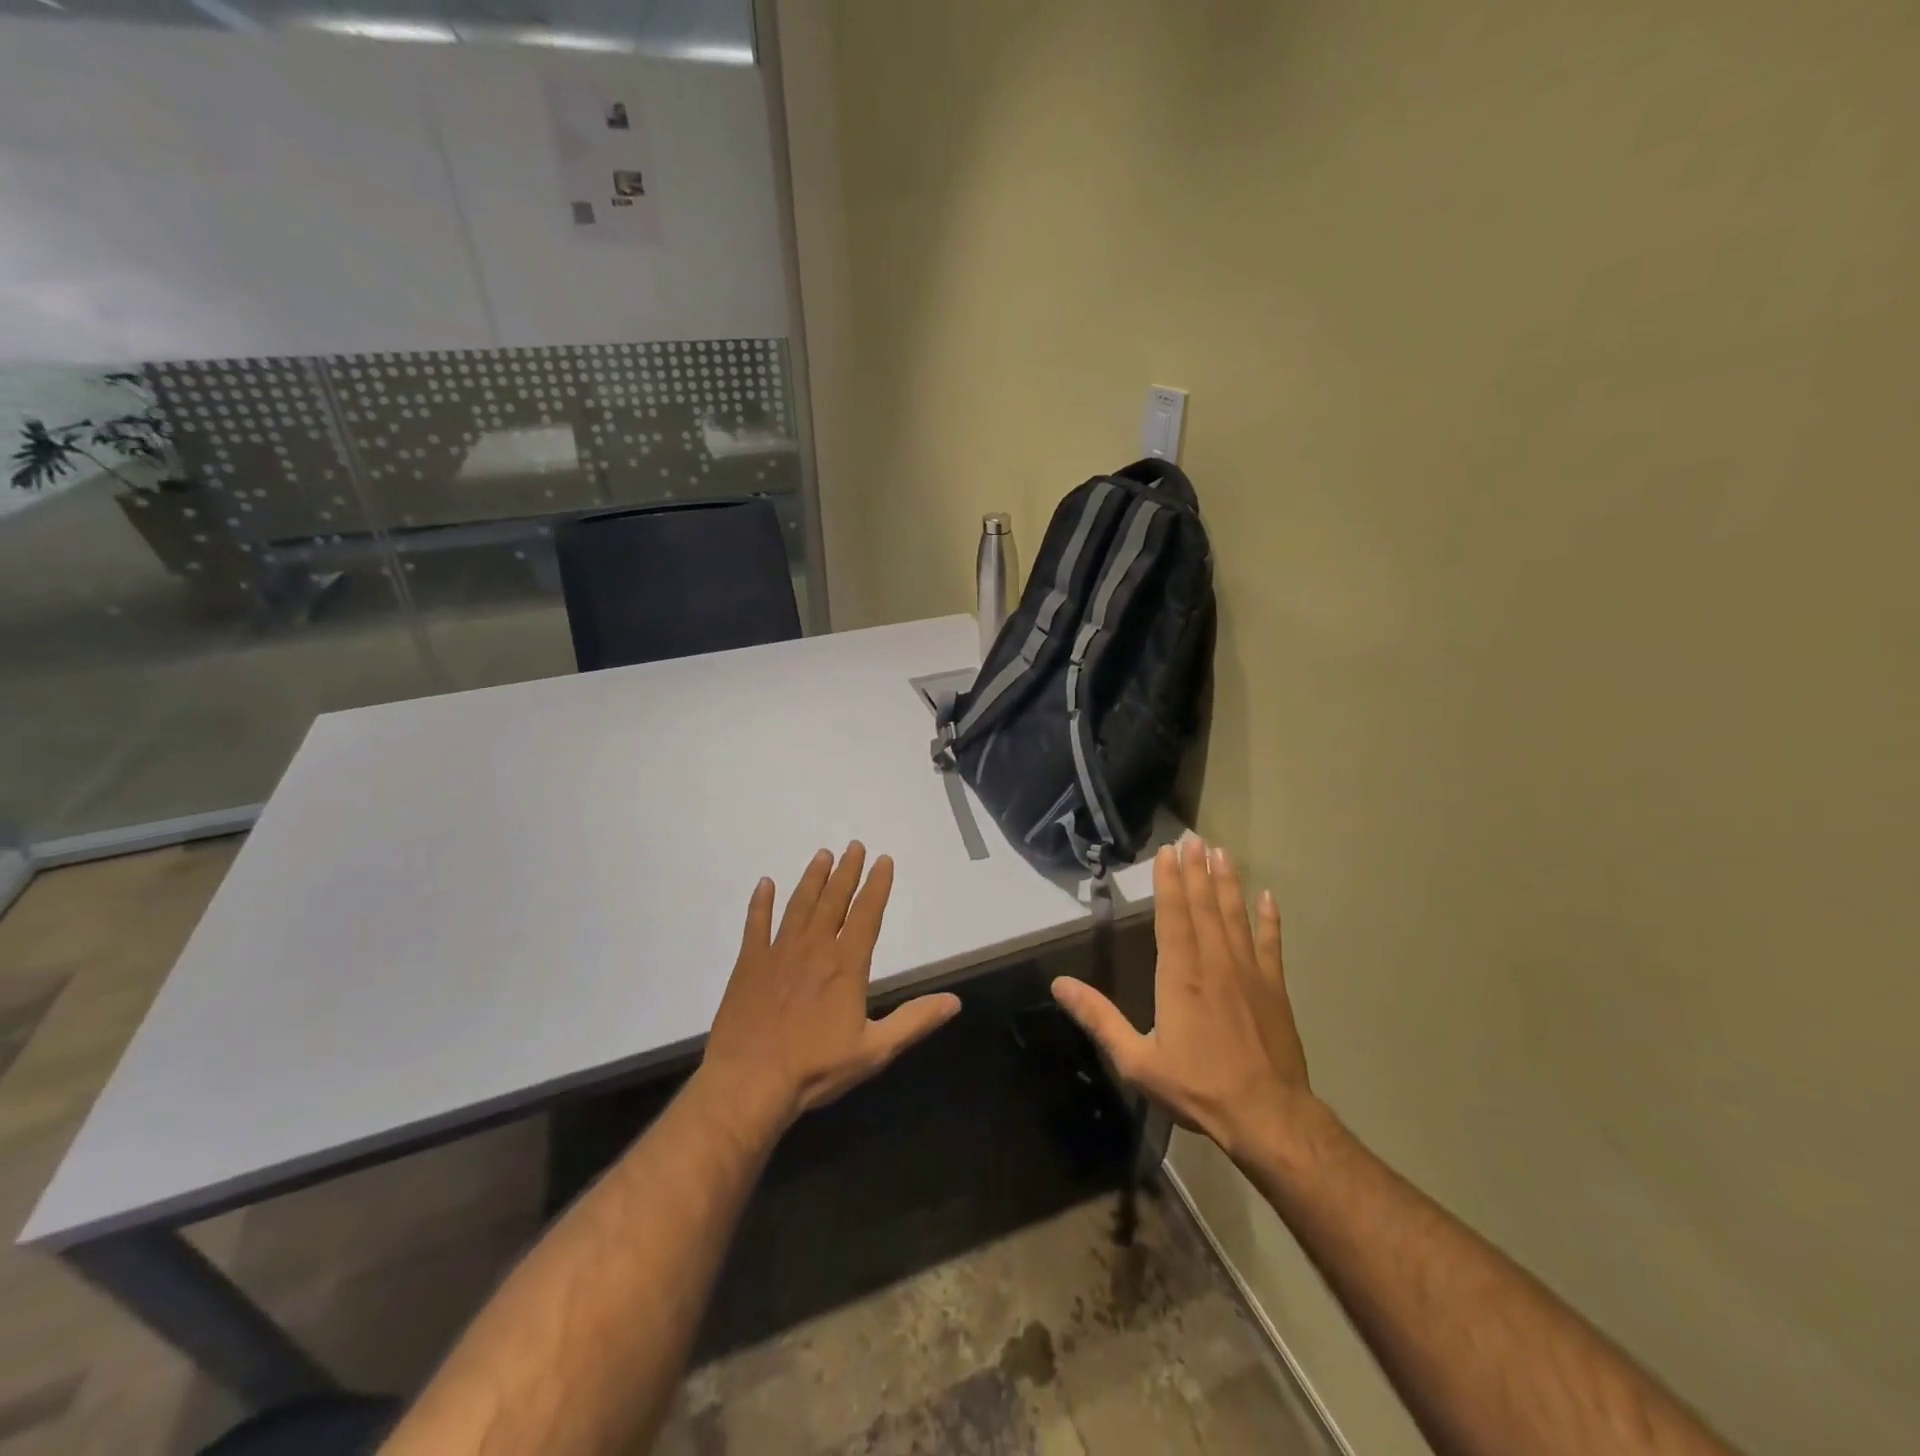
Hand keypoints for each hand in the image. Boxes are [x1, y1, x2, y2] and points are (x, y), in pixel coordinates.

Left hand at [701, 842, 961, 1136]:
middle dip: (847, 871)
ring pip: (799, 905)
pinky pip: (756, 925)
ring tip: (822, 855)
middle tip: (854, 845)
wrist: (749, 1083)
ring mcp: (778, 953)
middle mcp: (814, 948)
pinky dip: (761, 903)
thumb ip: (915, 1021)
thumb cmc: (815, 1068)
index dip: (877, 885)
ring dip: (812, 879)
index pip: (867, 914)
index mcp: (846, 965)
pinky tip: (765, 884)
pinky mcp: (749, 964)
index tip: (883, 860)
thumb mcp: (875, 1050)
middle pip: (833, 900)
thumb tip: (954, 1001)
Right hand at [1051, 835, 1314, 1168]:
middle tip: (1194, 837)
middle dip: (1197, 869)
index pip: (1172, 916)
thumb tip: (1059, 985)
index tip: (1168, 852)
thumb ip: (1098, 1018)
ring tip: (1223, 852)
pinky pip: (1271, 943)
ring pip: (1235, 915)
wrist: (1267, 1116)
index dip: (1169, 882)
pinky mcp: (1274, 988)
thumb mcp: (1136, 1060)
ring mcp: (1249, 972)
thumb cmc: (1197, 1086)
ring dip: (1228, 882)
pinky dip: (1269, 919)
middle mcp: (1214, 963)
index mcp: (1179, 975)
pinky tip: (1268, 897)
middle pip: (1204, 906)